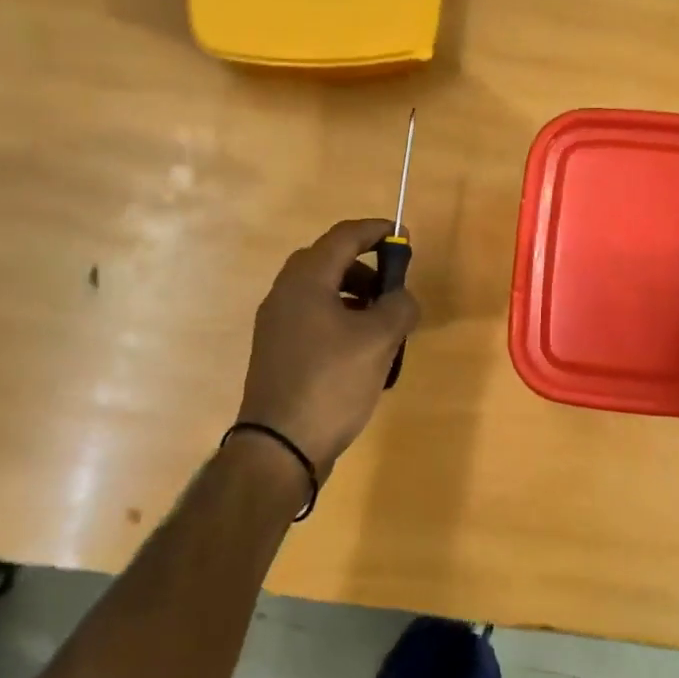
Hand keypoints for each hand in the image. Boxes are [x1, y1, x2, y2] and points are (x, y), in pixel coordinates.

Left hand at [236, 218, 420, 472]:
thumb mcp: (378, 341)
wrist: (279, 446)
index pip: (343, 237)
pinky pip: (312, 317)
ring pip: (320, 291)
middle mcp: (284, 293)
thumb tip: (402, 298)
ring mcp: (275, 323)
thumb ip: (399, 307)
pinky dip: (339, 318)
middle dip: (365, 267)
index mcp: (306, 280)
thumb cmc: (331, 383)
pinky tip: (359, 350)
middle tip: (392, 288)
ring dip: (354, 295)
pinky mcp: (276, 350)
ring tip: (381, 324)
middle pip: (328, 261)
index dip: (376, 231)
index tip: (403, 237)